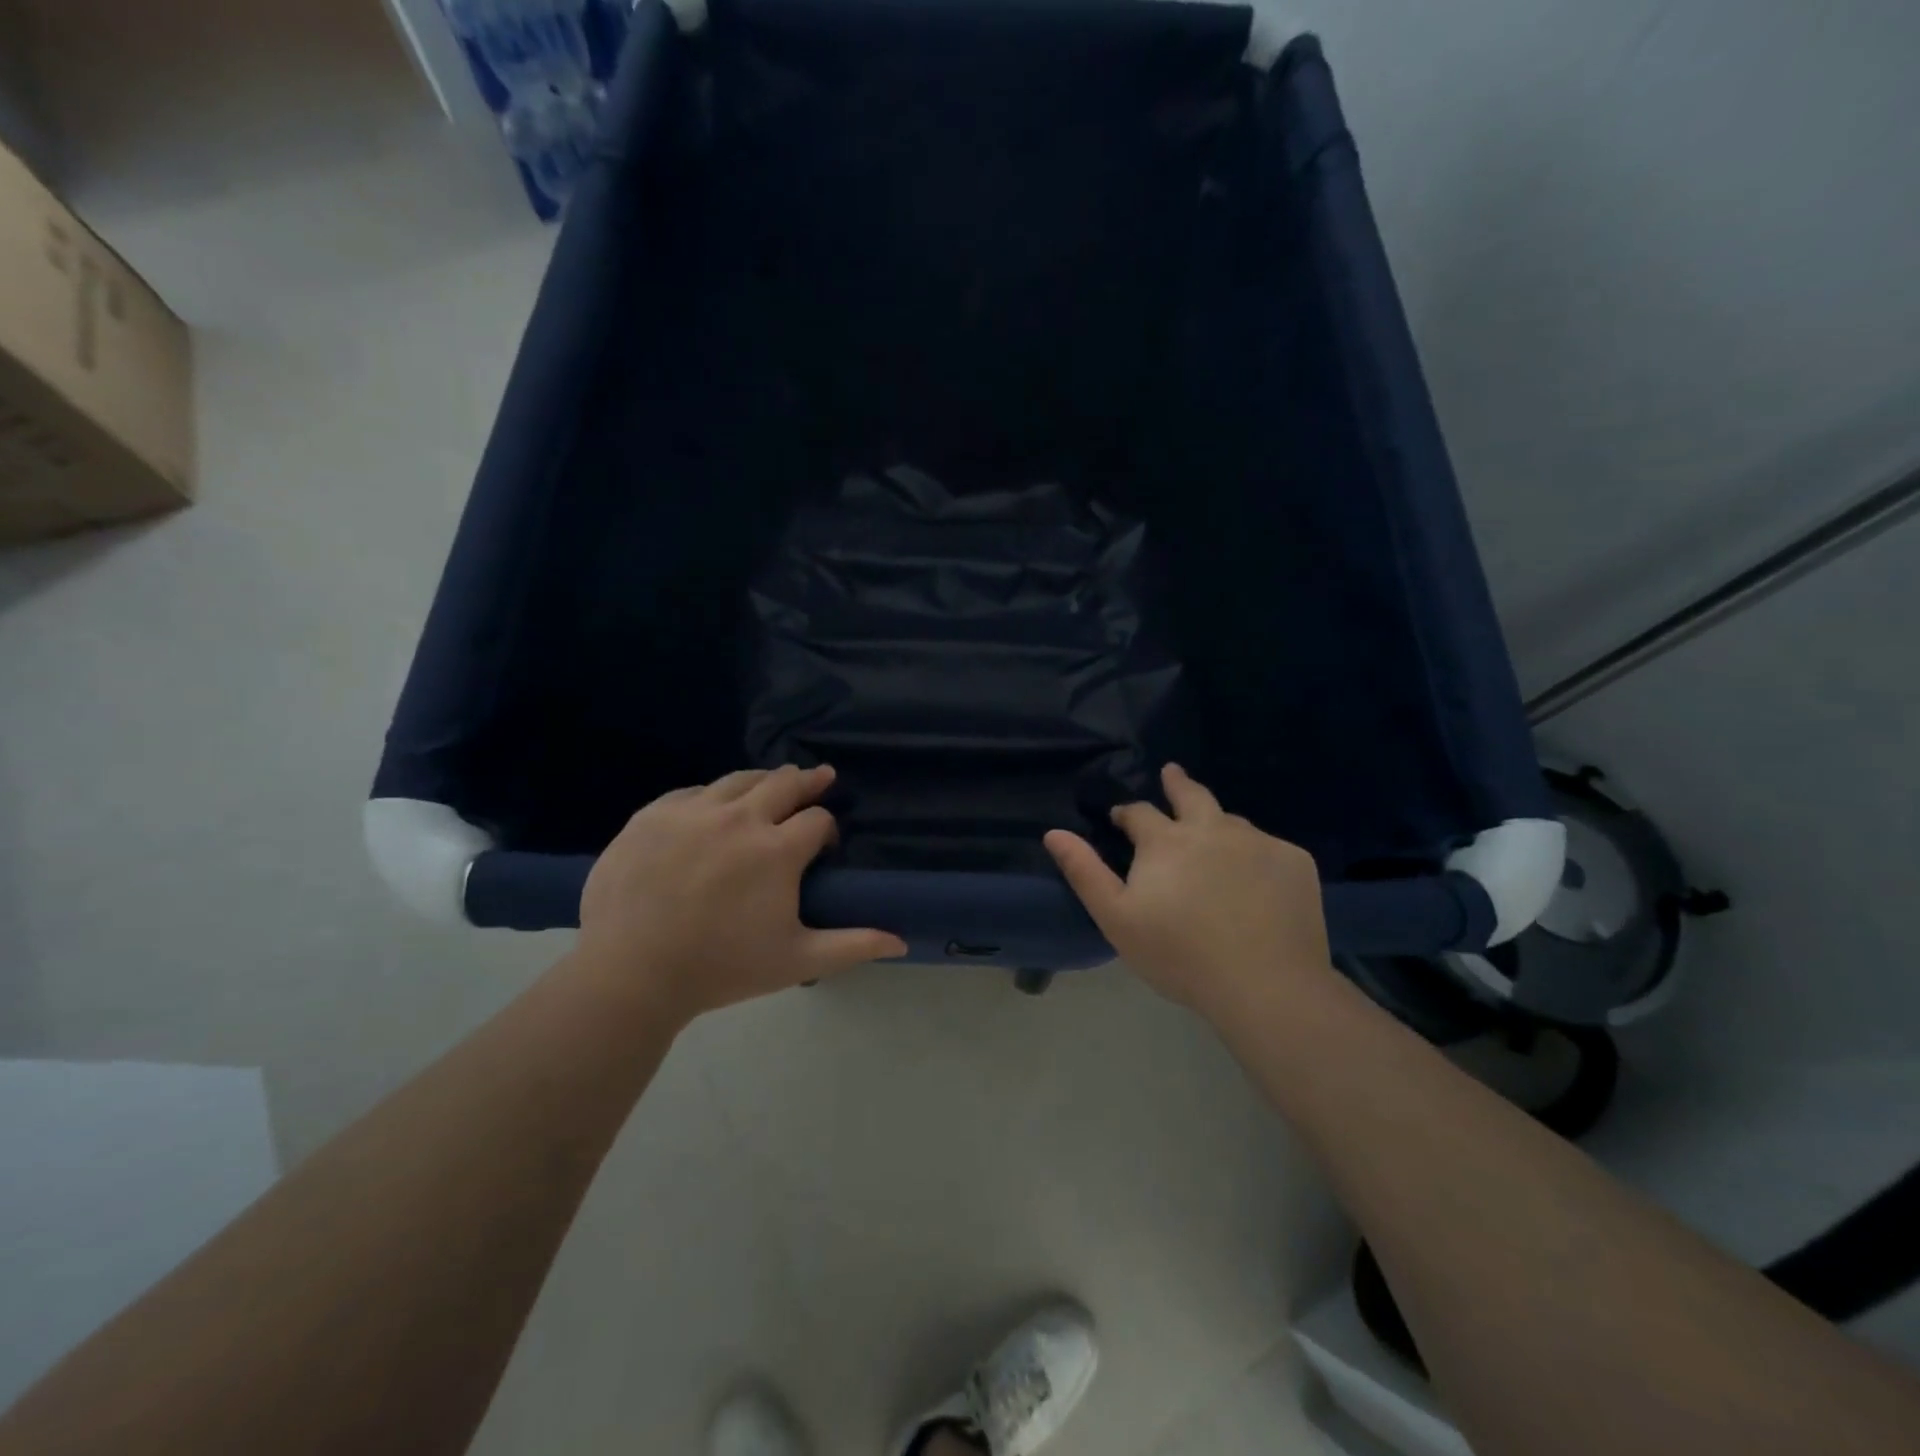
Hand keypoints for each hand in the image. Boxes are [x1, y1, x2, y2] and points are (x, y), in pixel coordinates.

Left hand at [575, 765, 907, 1022]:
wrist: (630, 975)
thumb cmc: (721, 969)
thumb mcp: (796, 961)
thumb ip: (852, 945)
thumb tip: (902, 941)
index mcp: (777, 850)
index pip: (818, 819)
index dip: (827, 829)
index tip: (823, 845)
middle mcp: (739, 818)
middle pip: (784, 782)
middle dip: (808, 781)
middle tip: (819, 777)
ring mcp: (692, 812)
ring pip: (739, 779)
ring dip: (763, 780)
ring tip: (772, 783)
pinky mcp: (652, 815)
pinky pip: (693, 792)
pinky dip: (712, 796)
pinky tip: (714, 806)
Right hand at [1044, 764, 1332, 1017]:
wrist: (1266, 985)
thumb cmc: (1180, 955)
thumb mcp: (1116, 918)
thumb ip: (1084, 872)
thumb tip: (1054, 832)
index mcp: (1167, 840)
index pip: (1139, 812)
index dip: (1127, 813)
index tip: (1121, 819)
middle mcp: (1213, 828)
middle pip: (1192, 795)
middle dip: (1177, 783)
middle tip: (1172, 773)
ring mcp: (1258, 842)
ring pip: (1232, 822)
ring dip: (1216, 824)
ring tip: (1213, 838)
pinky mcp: (1295, 862)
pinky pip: (1269, 848)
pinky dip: (1255, 856)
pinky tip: (1256, 879)